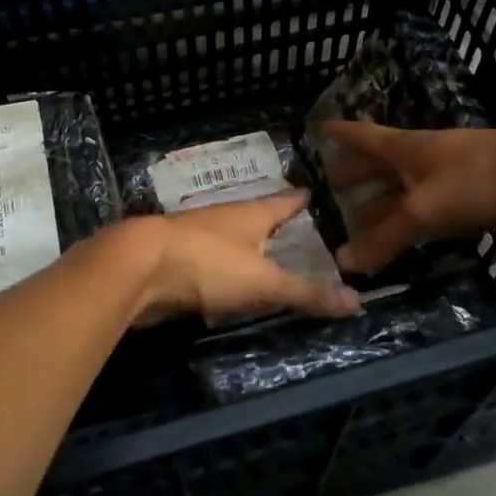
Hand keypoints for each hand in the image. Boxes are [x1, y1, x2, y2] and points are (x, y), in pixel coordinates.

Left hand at [128, 192, 362, 324]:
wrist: (137, 267)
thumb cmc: (208, 264)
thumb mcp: (263, 283)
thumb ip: (306, 293)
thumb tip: (358, 302)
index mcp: (250, 214)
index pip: (283, 202)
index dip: (298, 200)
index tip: (310, 194)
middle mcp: (224, 218)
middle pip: (254, 216)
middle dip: (271, 221)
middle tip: (292, 227)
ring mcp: (196, 235)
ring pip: (228, 236)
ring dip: (244, 243)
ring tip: (262, 252)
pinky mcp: (175, 256)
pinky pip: (207, 258)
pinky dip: (221, 265)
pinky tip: (223, 278)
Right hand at [313, 122, 495, 273]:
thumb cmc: (478, 179)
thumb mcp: (423, 210)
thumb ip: (384, 238)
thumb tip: (341, 263)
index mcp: (405, 148)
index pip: (362, 135)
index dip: (340, 133)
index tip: (316, 129)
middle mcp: (422, 159)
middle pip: (380, 164)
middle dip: (354, 175)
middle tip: (326, 188)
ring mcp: (448, 178)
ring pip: (403, 190)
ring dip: (380, 203)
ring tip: (354, 220)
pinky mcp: (471, 200)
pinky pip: (428, 211)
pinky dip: (409, 222)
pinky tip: (402, 236)